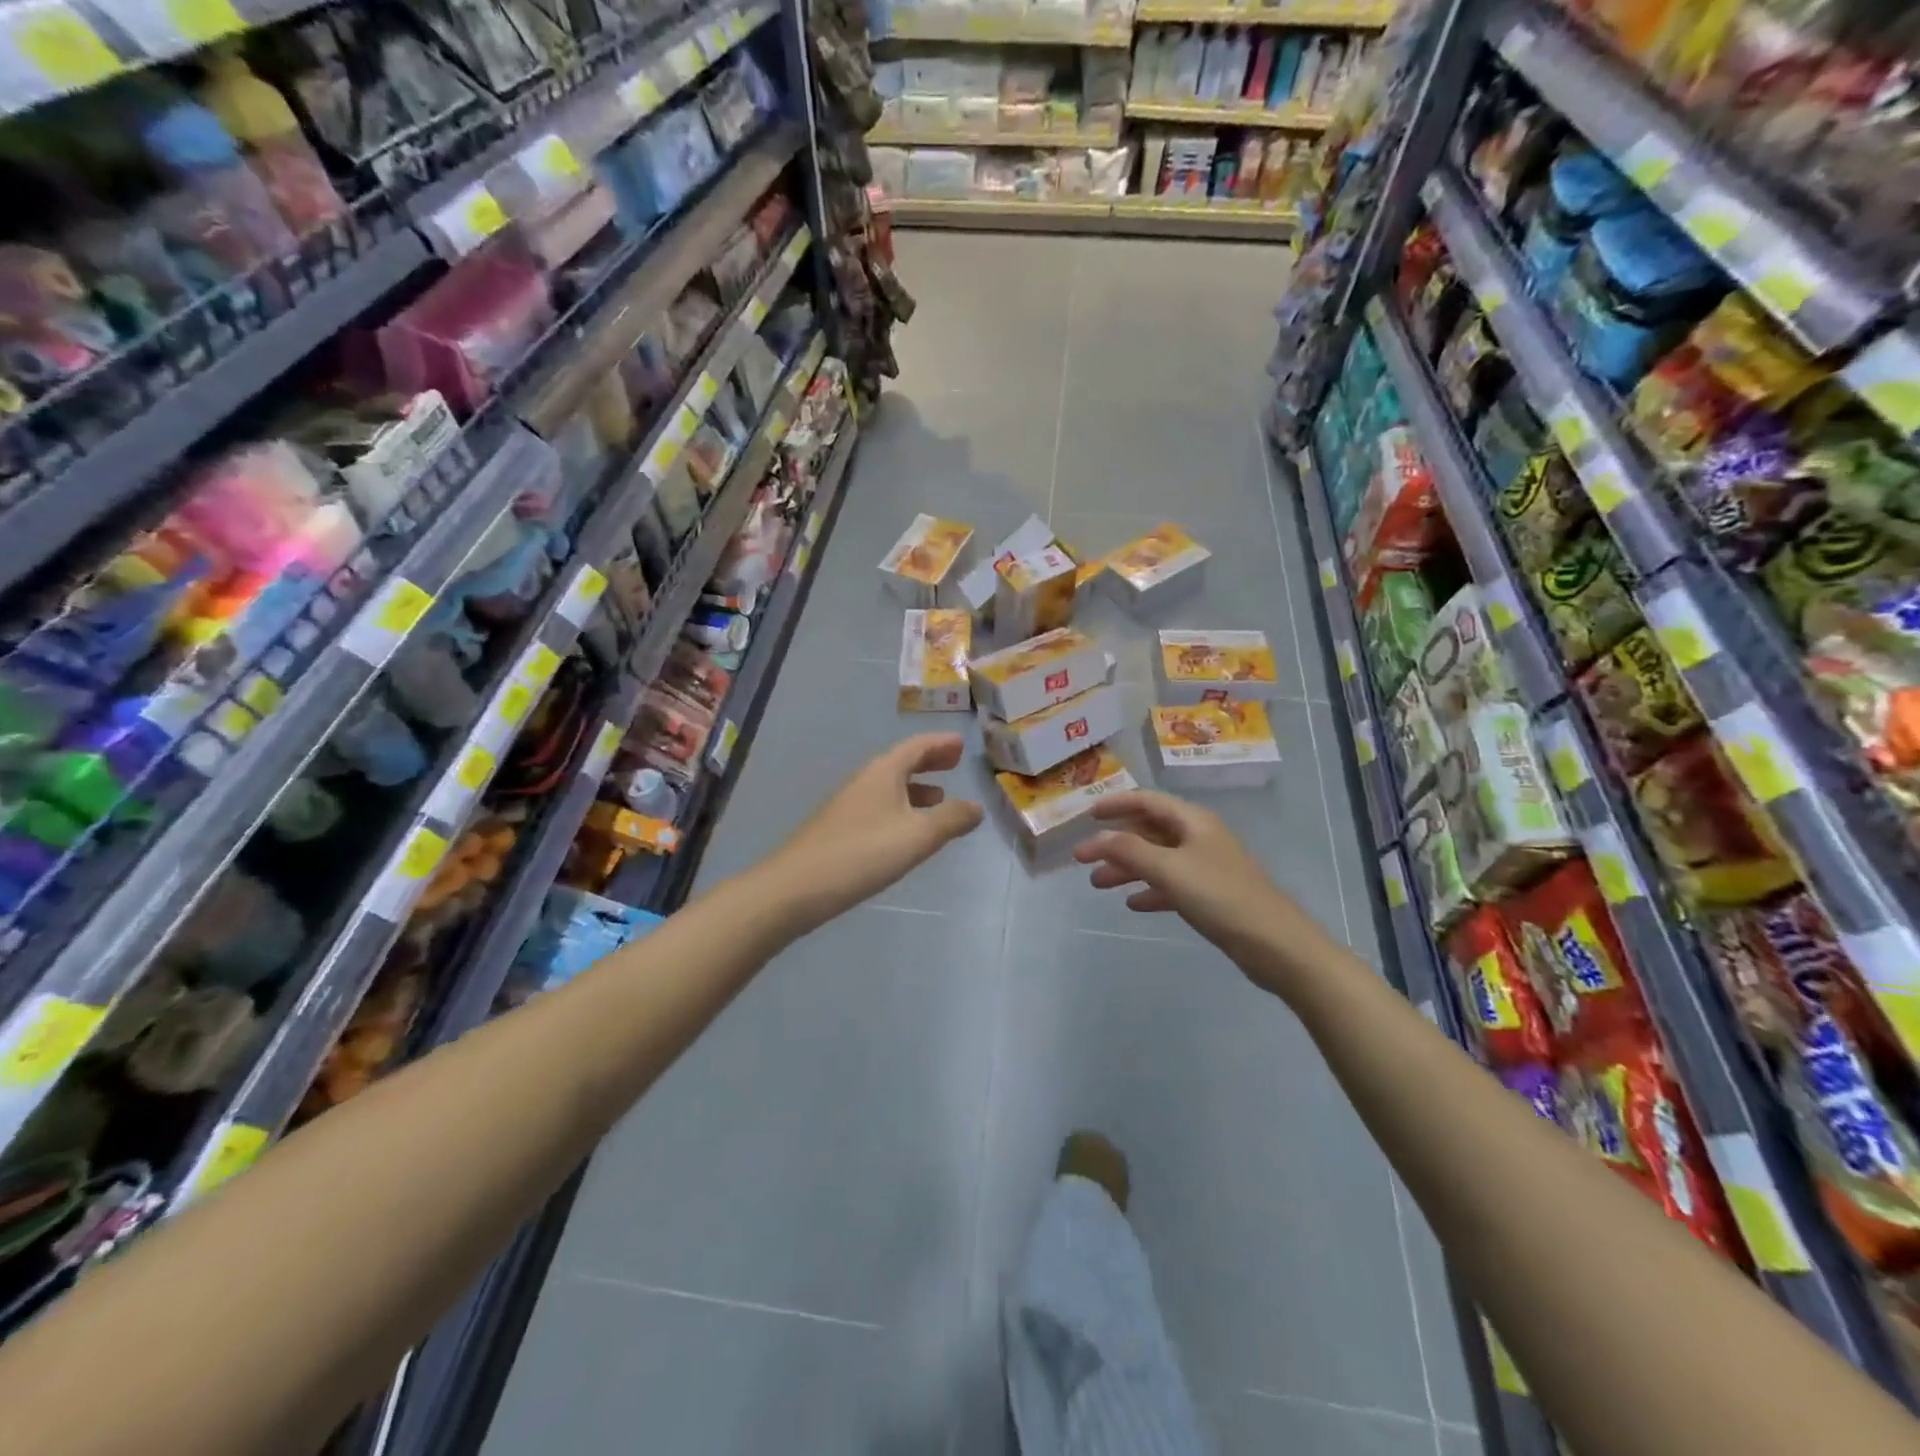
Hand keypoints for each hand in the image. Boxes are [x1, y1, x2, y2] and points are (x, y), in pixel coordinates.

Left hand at [762, 734, 982, 931]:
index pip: (917, 746)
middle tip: (954, 763)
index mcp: (884, 772)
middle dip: (929, 762)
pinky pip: (880, 807)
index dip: (941, 744)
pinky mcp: (840, 829)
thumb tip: (976, 806)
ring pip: (890, 787)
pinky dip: (901, 808)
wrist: (796, 888)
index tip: (962, 744)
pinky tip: (906, 832)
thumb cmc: (862, 853)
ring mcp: (849, 805)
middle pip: (902, 763)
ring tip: (939, 798)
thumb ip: (951, 819)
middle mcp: (865, 781)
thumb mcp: (917, 836)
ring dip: (916, 788)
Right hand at [1073, 790, 1335, 992]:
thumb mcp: (1170, 869)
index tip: (1087, 815)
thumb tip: (1095, 838)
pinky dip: (1150, 890)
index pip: (1147, 801)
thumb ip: (1129, 851)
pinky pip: (1171, 885)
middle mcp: (1199, 838)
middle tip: (1082, 859)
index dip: (1116, 804)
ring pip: (1157, 859)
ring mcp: (1206, 867)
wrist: (1276, 944)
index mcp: (1193, 821)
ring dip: (1127, 868)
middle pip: (1149, 831)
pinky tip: (1132, 904)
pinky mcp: (1211, 896)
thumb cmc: (1221, 897)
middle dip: (1116, 842)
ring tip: (1097, 884)